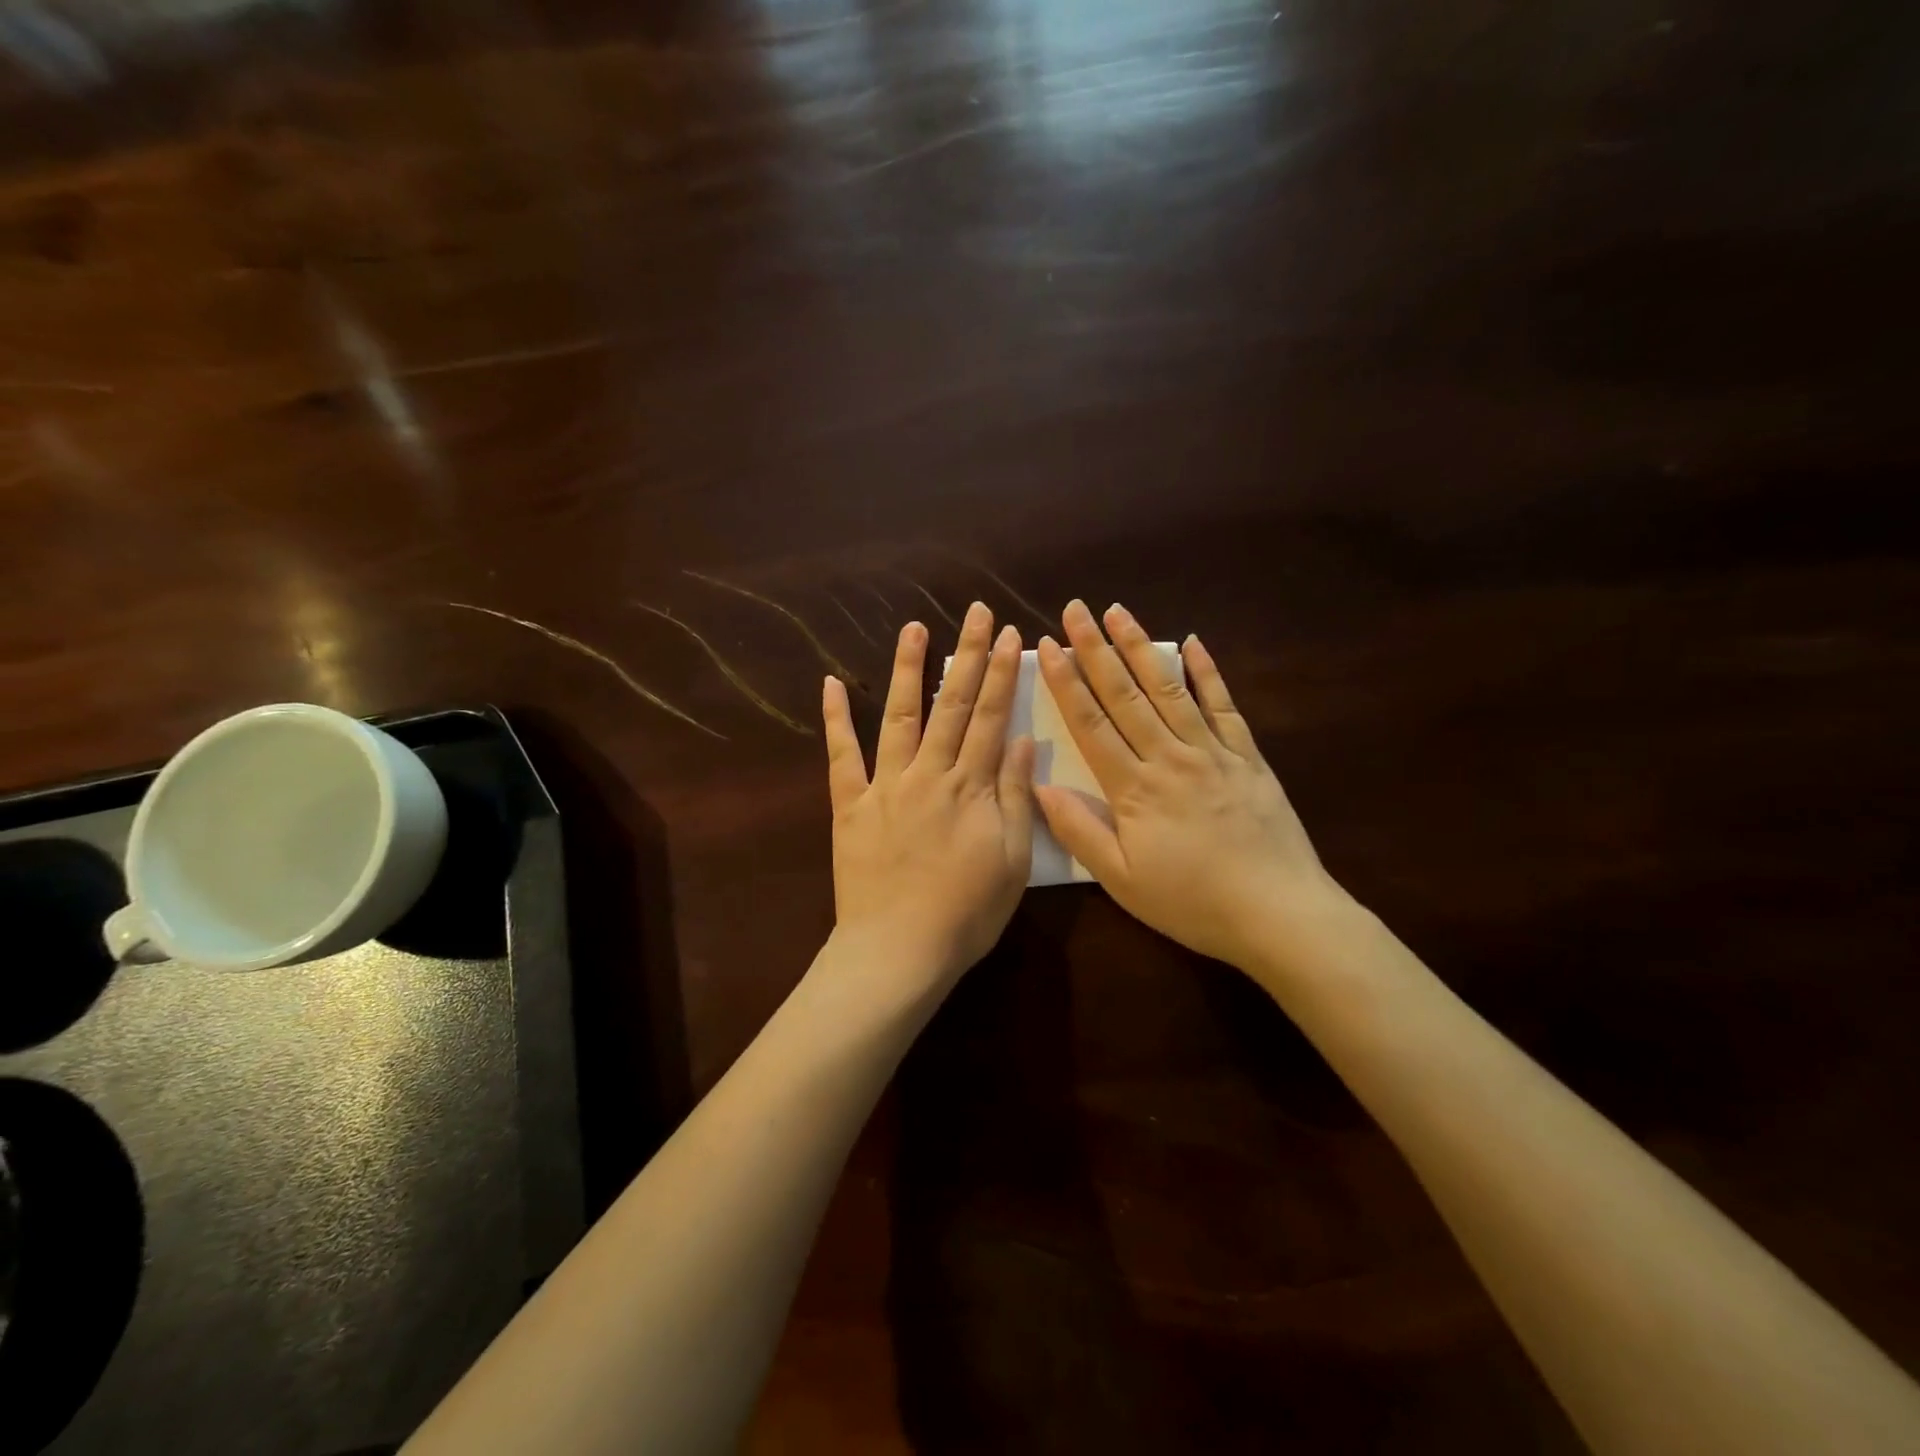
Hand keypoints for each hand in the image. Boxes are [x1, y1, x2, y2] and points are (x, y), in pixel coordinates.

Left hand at [822, 604, 1034, 996]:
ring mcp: (885, 786)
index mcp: (970, 788)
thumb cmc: (965, 914)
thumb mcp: (1010, 861)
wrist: (898, 951)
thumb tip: (1020, 742)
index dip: (1001, 674)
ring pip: (900, 717)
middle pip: (951, 705)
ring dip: (909, 670)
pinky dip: (836, 719)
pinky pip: (840, 756)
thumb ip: (1013, 797)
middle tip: (975, 611)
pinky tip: (831, 683)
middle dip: (967, 655)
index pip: (990, 718)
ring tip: (915, 628)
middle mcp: (928, 775)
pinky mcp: (850, 805)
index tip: (1008, 635)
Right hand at [1032, 600, 1343, 972]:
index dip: (1066, 683)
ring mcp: (1213, 752)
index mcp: (1134, 788)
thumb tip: (1039, 786)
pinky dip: (1208, 672)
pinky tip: (1193, 643)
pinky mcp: (1248, 757)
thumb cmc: (1192, 902)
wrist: (1279, 913)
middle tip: (1076, 609)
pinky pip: (1224, 706)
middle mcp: (1170, 756)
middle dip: (1096, 649)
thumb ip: (1079, 831)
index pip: (1091, 723)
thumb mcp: (1122, 880)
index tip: (1048, 646)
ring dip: (1141, 648)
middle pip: (1126, 694)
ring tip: (1119, 612)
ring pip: (1170, 689)